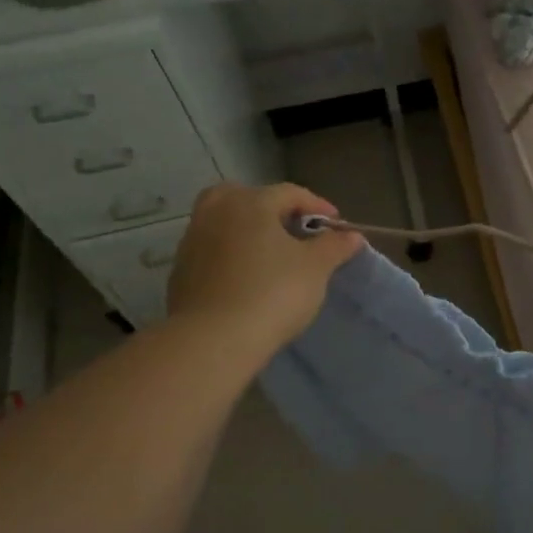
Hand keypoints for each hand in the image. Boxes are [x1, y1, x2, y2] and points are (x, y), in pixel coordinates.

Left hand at [166, 182, 363, 355]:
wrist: (213, 339)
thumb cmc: (273, 293)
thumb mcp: (316, 268)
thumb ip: (335, 246)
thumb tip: (351, 236)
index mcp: (250, 202)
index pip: (290, 193)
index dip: (318, 206)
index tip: (336, 226)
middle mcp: (216, 211)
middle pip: (247, 198)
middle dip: (272, 210)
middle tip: (294, 231)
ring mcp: (192, 240)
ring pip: (226, 223)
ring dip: (249, 232)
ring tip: (271, 256)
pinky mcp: (181, 271)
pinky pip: (213, 251)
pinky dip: (231, 255)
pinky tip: (247, 278)